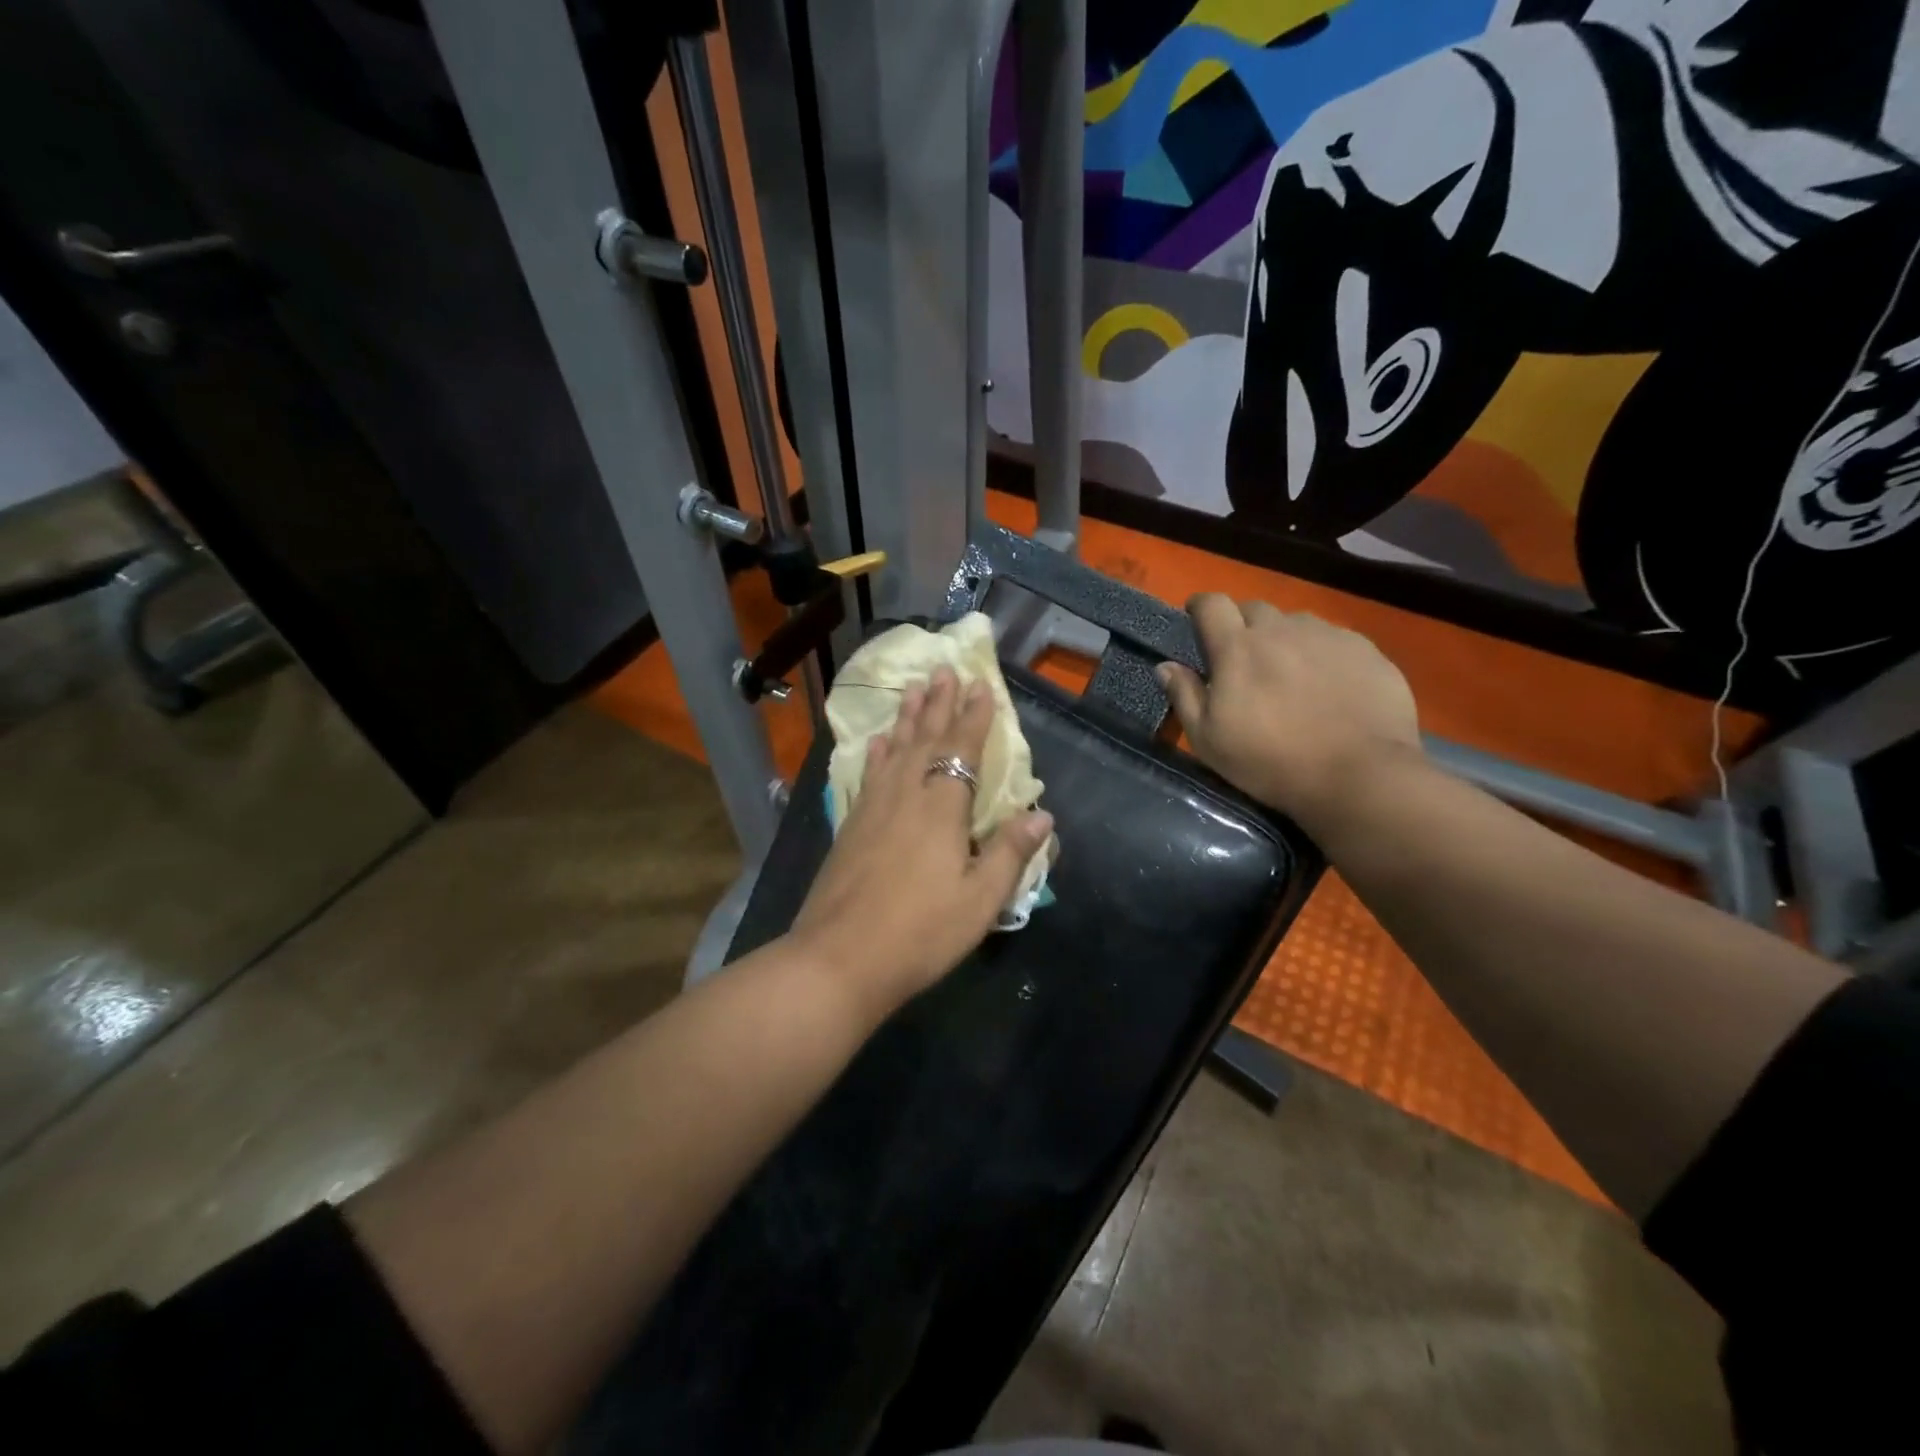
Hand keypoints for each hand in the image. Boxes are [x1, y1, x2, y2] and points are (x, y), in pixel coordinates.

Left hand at [790, 667, 1053, 1016]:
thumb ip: (1010, 852)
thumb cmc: (920, 933)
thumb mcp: (980, 900)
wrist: (840, 958)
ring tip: (913, 689)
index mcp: (942, 808)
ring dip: (907, 717)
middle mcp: (906, 795)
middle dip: (939, 703)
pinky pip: (869, 773)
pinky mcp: (851, 825)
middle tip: (943, 670)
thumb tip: (1043, 814)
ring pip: (894, 749)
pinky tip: (877, 742)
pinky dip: (877, 752)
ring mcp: (873, 808)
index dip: (974, 717)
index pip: (963, 749)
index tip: (980, 685)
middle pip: (926, 738)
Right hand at [1157, 596, 1420, 832]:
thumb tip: (1165, 666)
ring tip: (1290, 673)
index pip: (1212, 604)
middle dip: (1243, 626)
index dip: (1201, 606)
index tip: (1197, 618)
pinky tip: (1330, 686)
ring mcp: (1328, 636)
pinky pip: (1335, 640)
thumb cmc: (1271, 762)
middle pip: (1254, 609)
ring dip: (1284, 639)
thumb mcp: (1209, 741)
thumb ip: (1184, 696)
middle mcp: (1282, 630)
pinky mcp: (1367, 650)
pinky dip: (1323, 654)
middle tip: (1244, 659)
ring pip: (1296, 623)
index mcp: (1237, 648)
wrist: (1359, 775)